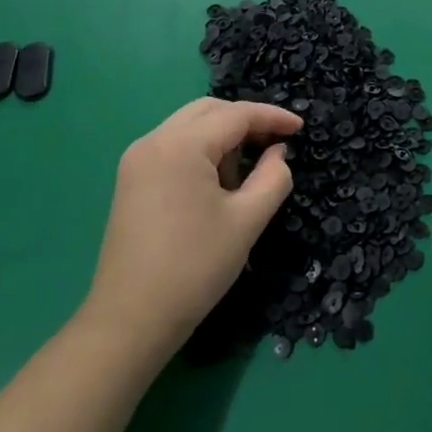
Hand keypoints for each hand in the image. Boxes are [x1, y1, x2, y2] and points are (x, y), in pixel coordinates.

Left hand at [82, 97, 302, 364]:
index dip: (272, 117)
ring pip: (190, 126)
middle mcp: (153, 141)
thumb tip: (277, 153)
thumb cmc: (195, 268)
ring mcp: (137, 159)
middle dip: (246, 121)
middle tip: (277, 144)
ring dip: (222, 137)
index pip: (236, 115)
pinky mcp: (131, 179)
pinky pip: (174, 146)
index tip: (300, 127)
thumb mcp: (247, 221)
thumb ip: (273, 177)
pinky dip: (201, 151)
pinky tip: (217, 182)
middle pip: (209, 111)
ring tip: (246, 173)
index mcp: (181, 145)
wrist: (131, 320)